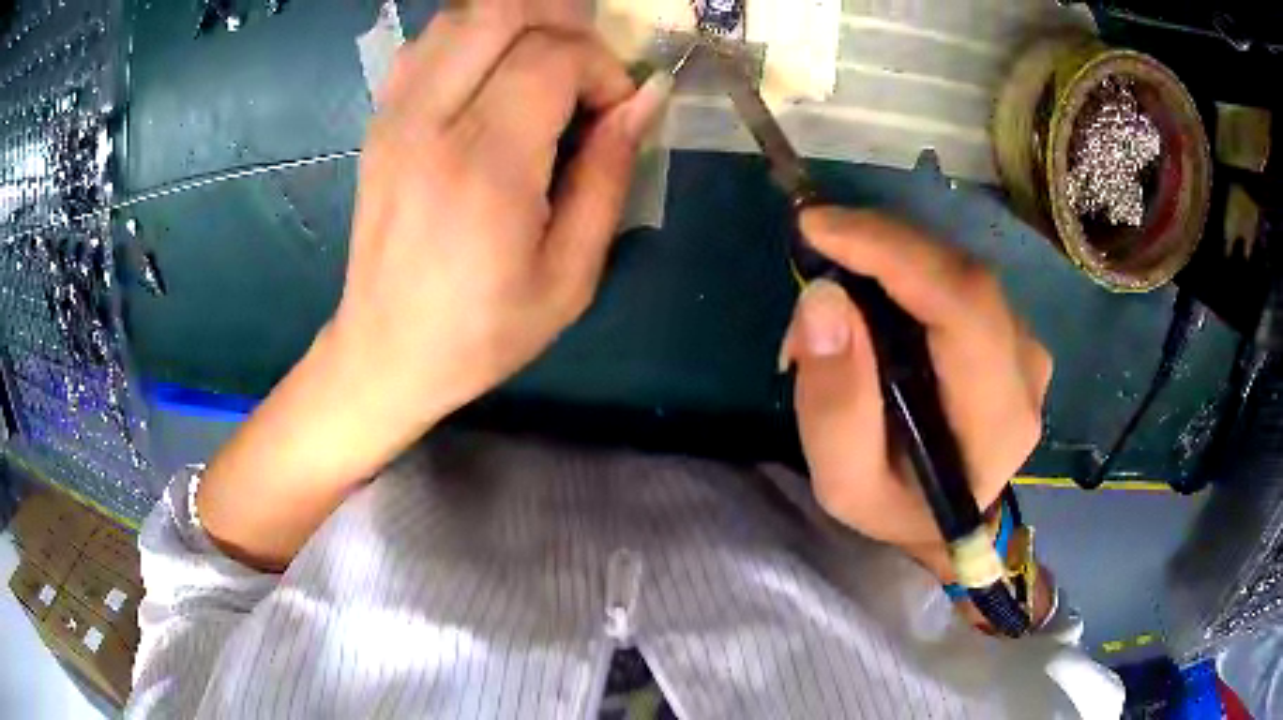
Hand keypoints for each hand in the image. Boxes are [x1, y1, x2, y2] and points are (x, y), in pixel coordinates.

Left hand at [197, 2, 670, 568]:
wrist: (386, 352)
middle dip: (561, 23)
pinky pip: (428, 43)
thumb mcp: (570, 274)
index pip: (552, 58)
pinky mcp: (380, 121)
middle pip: (500, 11)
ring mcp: (395, 116)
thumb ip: (609, 173)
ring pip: (461, 15)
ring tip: (547, 65)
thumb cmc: (482, 331)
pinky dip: (473, 38)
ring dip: (517, 23)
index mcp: (484, 166)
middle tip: (586, 67)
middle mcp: (430, 123)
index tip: (613, 112)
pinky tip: (493, 75)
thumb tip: (644, 98)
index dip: (601, 69)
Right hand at [780, 209, 1051, 579]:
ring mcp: (1024, 344)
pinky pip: (956, 276)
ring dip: (888, 257)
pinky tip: (871, 287)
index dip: (894, 252)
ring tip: (835, 284)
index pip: (963, 305)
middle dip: (879, 246)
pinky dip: (905, 267)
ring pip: (956, 267)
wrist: (941, 519)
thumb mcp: (845, 483)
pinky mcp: (1010, 330)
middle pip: (960, 274)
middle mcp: (1026, 368)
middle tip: (813, 248)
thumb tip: (824, 297)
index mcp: (998, 417)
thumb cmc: (896, 507)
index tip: (818, 226)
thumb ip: (834, 404)